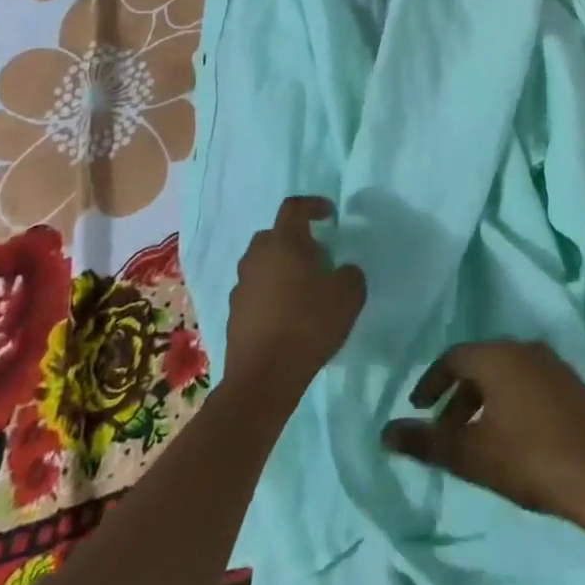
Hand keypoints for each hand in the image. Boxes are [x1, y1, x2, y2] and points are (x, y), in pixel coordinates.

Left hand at [224, 197, 365, 400]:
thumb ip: (351, 274)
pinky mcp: (234, 314)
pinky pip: (255, 291)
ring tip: (303, 288)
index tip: (329, 215)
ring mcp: (241, 287)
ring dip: (280, 268)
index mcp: (283, 243)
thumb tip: (343, 271)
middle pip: (273, 235)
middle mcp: (256, 258)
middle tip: (317, 256)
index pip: (294, 208)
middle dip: (295, 239)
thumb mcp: (349, 295)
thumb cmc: (308, 325)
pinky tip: (287, 315)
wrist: (264, 378)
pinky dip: (270, 294)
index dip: (313, 205)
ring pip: (261, 264)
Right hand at [381, 341, 584, 530]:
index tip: (417, 408)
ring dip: (484, 402)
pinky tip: (512, 439)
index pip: (453, 357)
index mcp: (498, 356)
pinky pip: (530, 384)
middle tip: (444, 433)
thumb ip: (426, 443)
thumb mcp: (470, 455)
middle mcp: (525, 349)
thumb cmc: (529, 458)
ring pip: (507, 375)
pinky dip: (510, 403)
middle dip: (457, 397)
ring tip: (475, 441)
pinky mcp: (573, 385)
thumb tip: (385, 433)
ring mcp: (554, 365)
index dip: (431, 382)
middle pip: (480, 364)